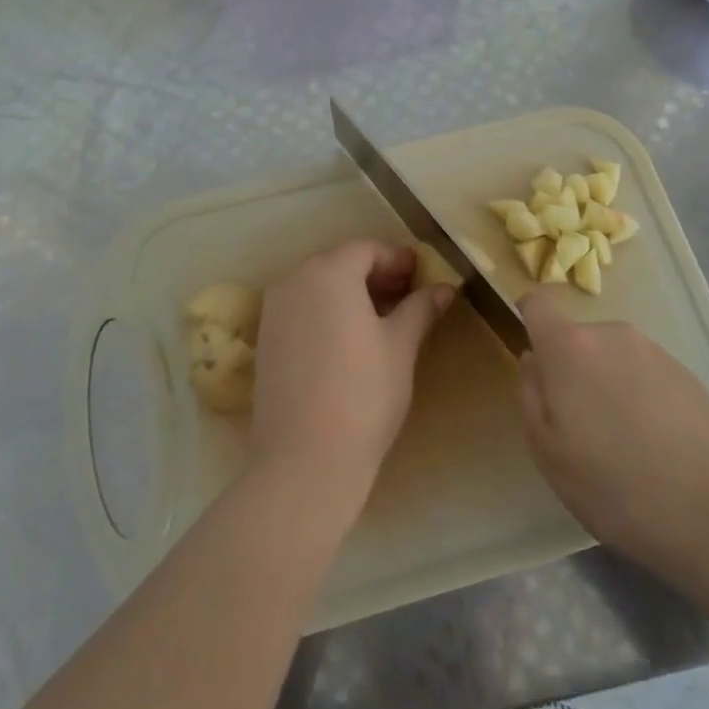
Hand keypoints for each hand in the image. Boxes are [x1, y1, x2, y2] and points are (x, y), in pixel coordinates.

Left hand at [251, 241, 453, 504]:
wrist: (305, 458)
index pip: (366, 250)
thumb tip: (443, 288)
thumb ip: (420, 309)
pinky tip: (349, 339)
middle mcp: (294, 281)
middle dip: (375, 274)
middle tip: (407, 294)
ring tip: (382, 318)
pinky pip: (302, 310)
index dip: (397, 259)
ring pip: (318, 287)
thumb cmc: (363, 392)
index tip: (421, 274)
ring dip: (350, 293)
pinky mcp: (265, 340)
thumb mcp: (400, 346)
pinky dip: (327, 312)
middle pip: (339, 264)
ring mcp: (274, 311)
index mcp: (328, 272)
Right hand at [517, 290, 708, 579]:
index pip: (537, 303)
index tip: (534, 357)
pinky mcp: (688, 374)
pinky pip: (647, 374)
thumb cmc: (612, 485)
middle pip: (578, 339)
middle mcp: (611, 334)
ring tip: (625, 442)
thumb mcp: (547, 451)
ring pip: (614, 357)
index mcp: (569, 347)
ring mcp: (654, 351)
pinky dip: (642, 397)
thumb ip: (531, 395)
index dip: (528, 319)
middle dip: (573, 370)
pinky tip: (657, 445)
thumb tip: (534, 360)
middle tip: (582, 426)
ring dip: (609, 384)